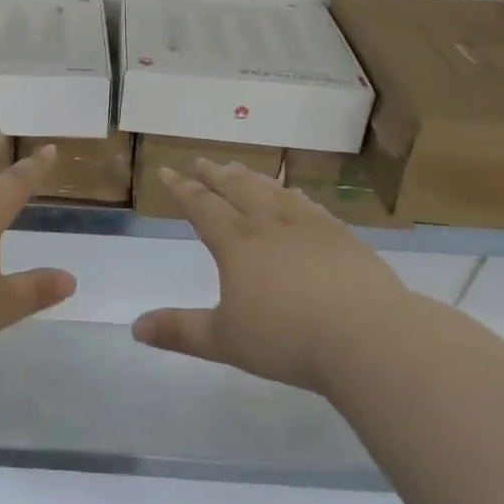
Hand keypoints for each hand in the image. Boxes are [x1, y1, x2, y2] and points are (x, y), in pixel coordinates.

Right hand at [131, 159, 408, 392]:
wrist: (368, 336)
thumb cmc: (288, 339)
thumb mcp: (225, 340)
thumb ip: (180, 331)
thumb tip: (135, 328)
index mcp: (237, 243)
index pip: (202, 205)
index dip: (182, 188)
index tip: (167, 171)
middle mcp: (269, 224)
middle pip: (236, 188)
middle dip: (215, 174)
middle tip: (202, 162)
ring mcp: (309, 226)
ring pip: (272, 191)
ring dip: (251, 177)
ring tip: (239, 170)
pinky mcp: (341, 236)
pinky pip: (309, 205)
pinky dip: (292, 194)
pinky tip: (294, 195)